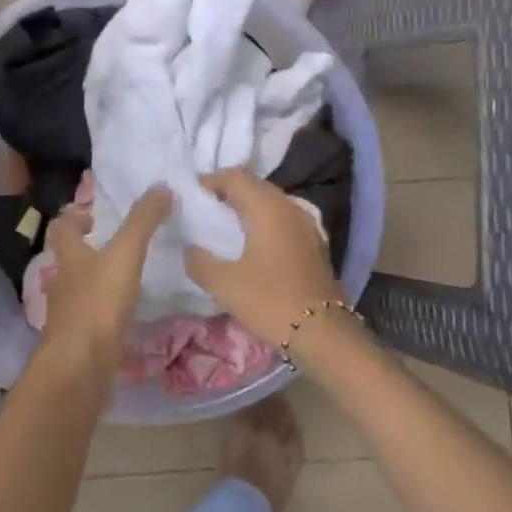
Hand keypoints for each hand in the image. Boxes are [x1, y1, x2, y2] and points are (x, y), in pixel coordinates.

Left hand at [39, 187, 172, 380]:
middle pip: (70, 260)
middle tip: (118, 246)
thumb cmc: (98, 302)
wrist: (80, 366)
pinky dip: (105, 313)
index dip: (74, 216)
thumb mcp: (125, 253)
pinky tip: (126, 316)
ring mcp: (68, 315)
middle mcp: (63, 283)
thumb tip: (161, 186)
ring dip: (98, 282)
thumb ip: (143, 221)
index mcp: (69, 257)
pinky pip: (91, 319)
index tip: (94, 216)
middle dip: (89, 251)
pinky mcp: (79, 342)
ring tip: (128, 279)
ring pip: (80, 290)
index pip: (62, 227)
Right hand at [185, 169, 344, 349]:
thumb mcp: (224, 284)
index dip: (211, 180)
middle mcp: (291, 208)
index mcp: (269, 209)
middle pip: (255, 186)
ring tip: (224, 226)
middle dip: (228, 192)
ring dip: (247, 208)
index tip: (191, 195)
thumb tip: (189, 249)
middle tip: (204, 208)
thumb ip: (199, 261)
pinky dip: (263, 223)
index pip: (236, 177)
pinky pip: (283, 220)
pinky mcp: (313, 244)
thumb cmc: (270, 301)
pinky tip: (251, 245)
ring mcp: (307, 226)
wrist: (323, 333)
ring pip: (271, 203)